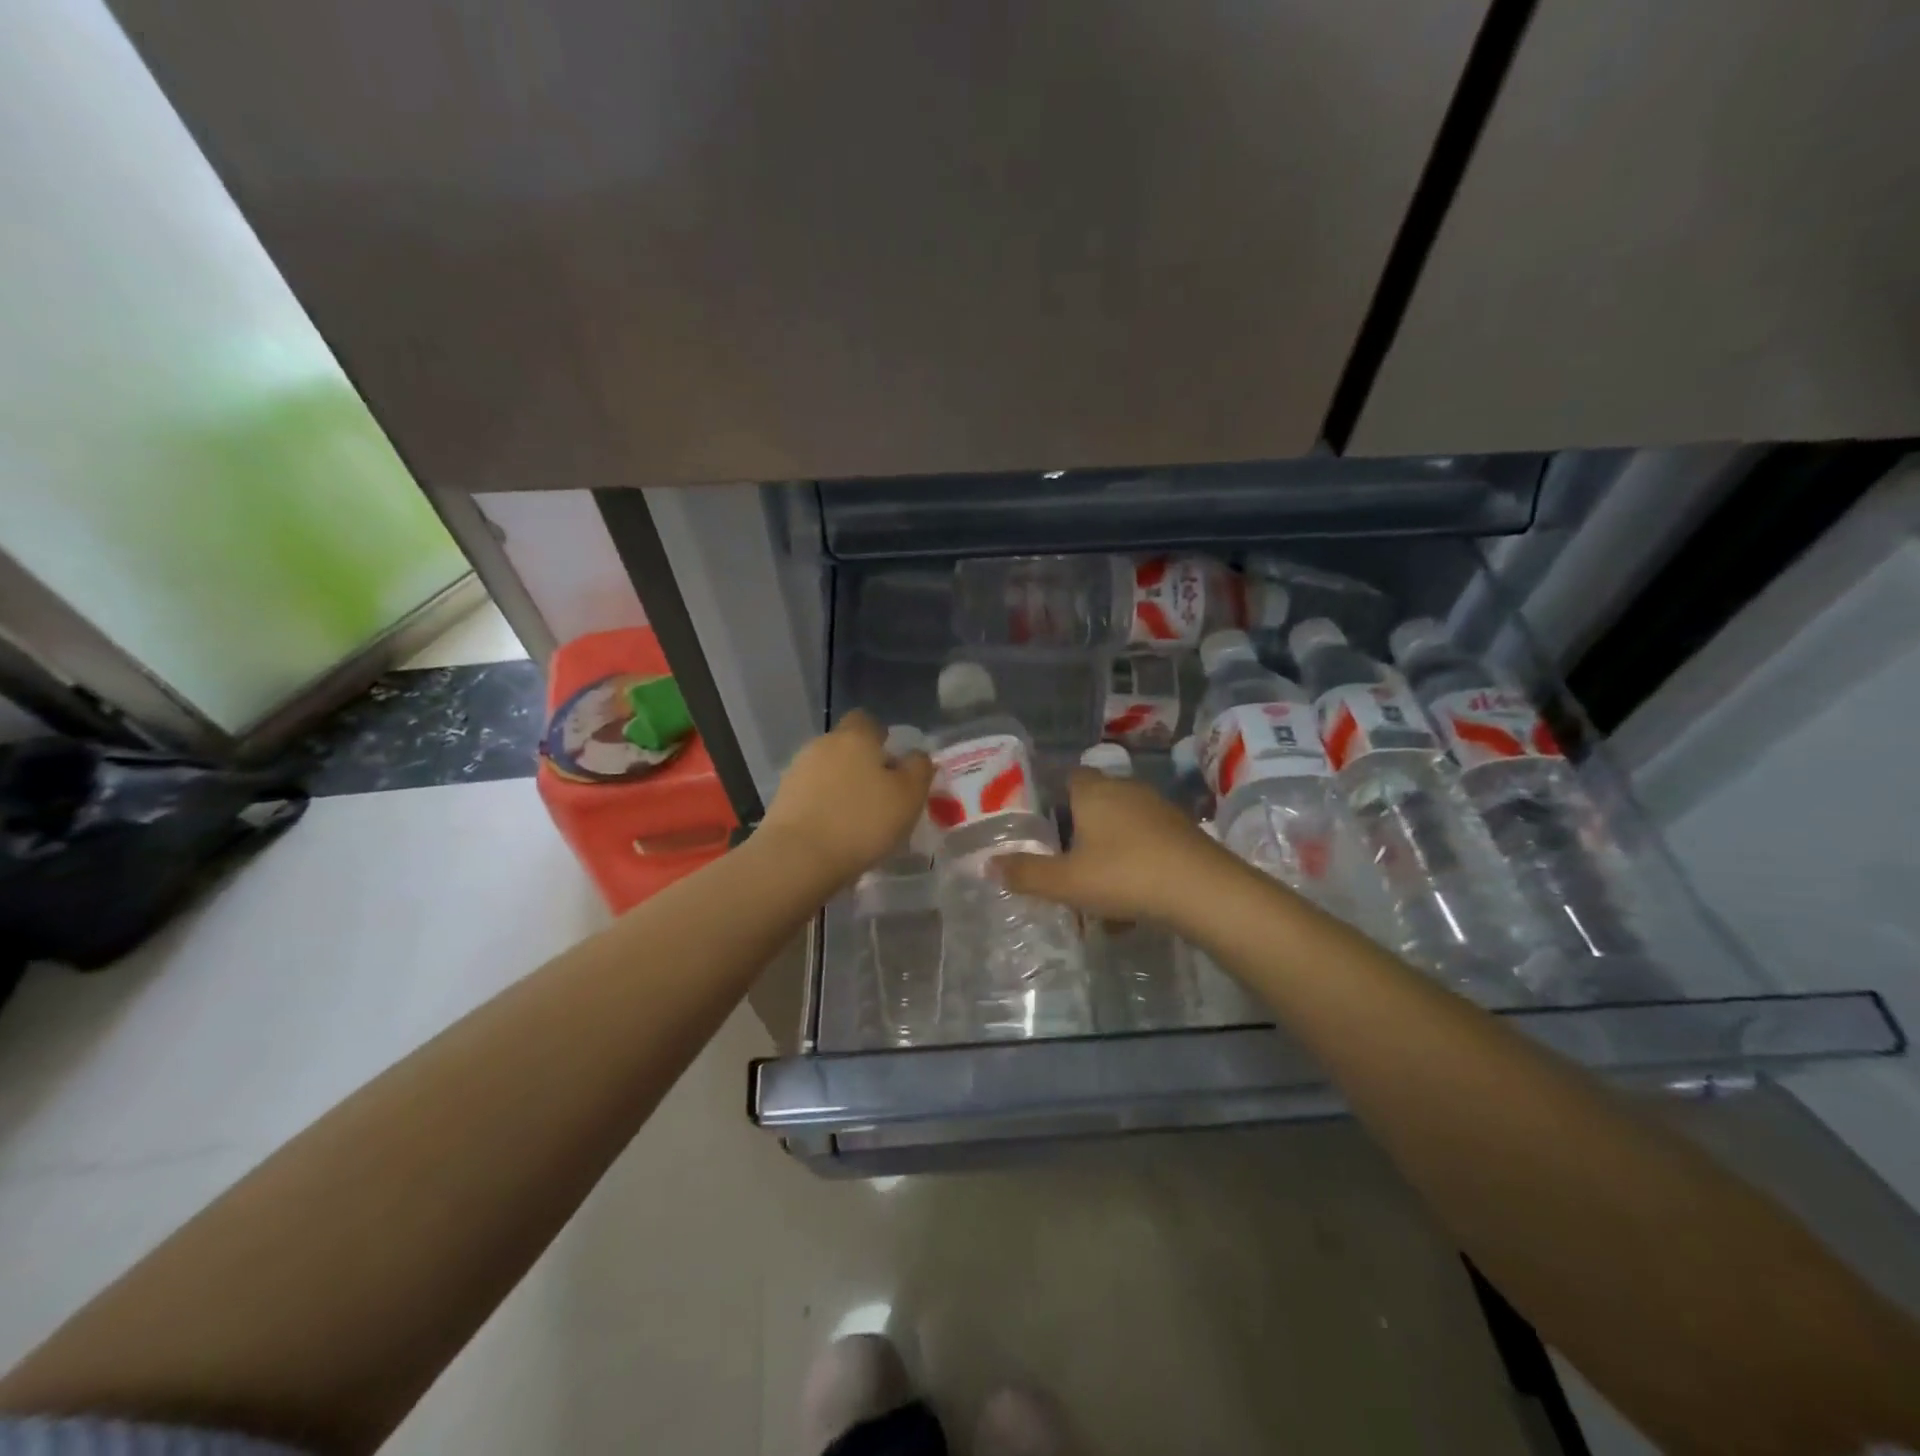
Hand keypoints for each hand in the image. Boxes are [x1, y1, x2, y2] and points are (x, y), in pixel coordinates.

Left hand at [760, 710, 933, 885]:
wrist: (797, 858)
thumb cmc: (862, 822)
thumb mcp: (909, 796)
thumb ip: (918, 769)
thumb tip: (916, 756)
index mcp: (855, 737)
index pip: (868, 721)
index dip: (882, 738)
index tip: (894, 766)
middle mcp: (822, 745)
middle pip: (847, 747)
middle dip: (863, 765)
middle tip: (882, 797)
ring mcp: (797, 772)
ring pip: (828, 772)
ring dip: (842, 788)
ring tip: (858, 821)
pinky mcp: (782, 800)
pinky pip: (811, 796)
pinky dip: (824, 807)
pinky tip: (835, 833)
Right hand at [999, 768, 1225, 923]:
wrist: (1203, 890)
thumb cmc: (1124, 875)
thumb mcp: (1066, 882)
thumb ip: (1026, 873)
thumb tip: (987, 865)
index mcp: (1094, 792)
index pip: (1068, 776)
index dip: (1053, 796)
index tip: (1042, 823)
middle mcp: (1126, 790)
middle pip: (1095, 801)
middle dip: (1079, 828)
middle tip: (1064, 859)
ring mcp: (1159, 809)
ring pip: (1123, 825)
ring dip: (1108, 849)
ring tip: (1096, 886)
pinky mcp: (1183, 831)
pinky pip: (1147, 842)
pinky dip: (1135, 863)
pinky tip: (1131, 900)